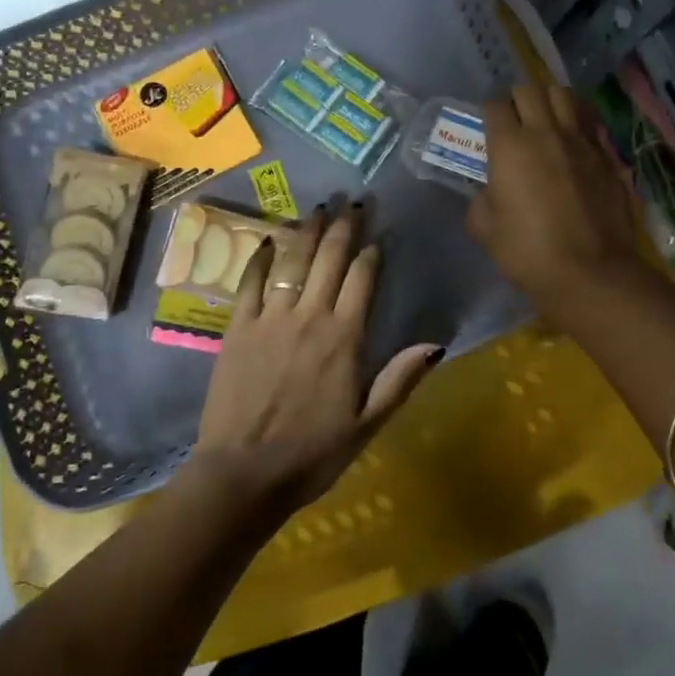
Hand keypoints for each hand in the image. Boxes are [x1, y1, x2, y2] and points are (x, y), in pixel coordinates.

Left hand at [182, 205, 442, 524]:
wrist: (243, 474)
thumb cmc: (312, 454)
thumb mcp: (367, 424)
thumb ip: (400, 379)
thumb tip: (436, 343)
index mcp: (344, 339)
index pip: (362, 280)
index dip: (370, 252)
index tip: (376, 233)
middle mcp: (309, 317)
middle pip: (329, 259)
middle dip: (343, 227)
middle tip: (351, 200)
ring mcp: (270, 319)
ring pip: (293, 262)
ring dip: (307, 231)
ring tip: (318, 207)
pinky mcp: (238, 328)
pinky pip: (251, 282)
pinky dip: (261, 258)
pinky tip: (270, 239)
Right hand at [467, 85, 644, 314]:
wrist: (589, 272)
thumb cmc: (527, 251)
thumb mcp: (484, 228)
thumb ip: (481, 199)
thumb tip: (491, 191)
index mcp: (509, 146)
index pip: (494, 106)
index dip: (488, 113)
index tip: (488, 129)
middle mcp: (545, 132)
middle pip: (530, 90)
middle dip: (518, 100)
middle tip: (514, 121)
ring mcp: (581, 142)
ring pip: (564, 96)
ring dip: (550, 101)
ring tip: (545, 120)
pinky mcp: (606, 156)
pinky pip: (589, 124)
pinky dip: (577, 124)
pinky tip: (573, 143)